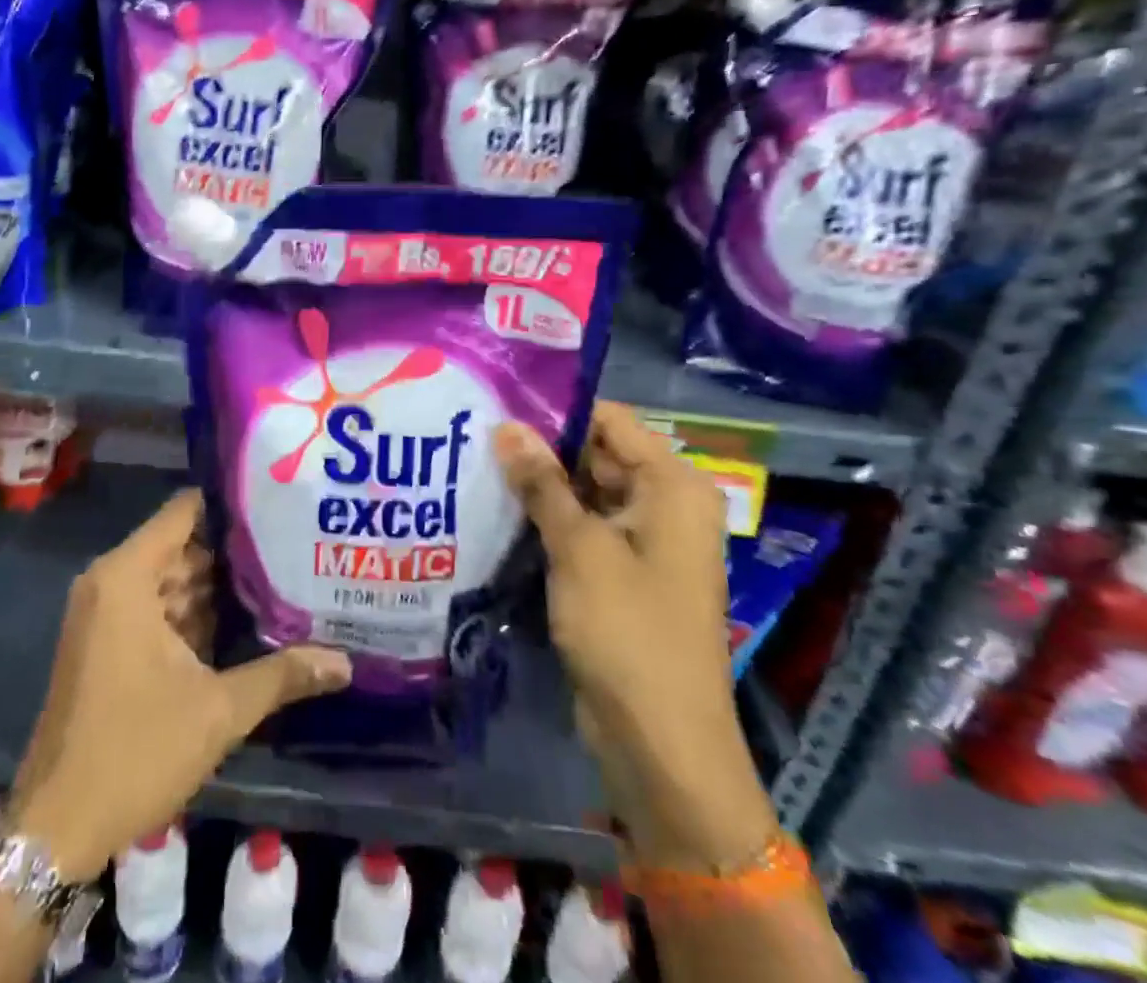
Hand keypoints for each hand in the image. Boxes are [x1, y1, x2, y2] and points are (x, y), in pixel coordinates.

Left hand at [8, 489, 350, 881]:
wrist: (55, 829)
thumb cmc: (134, 752)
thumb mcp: (218, 710)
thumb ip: (282, 675)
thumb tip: (344, 661)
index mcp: (127, 576)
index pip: (185, 511)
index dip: (232, 505)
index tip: (280, 503)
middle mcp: (111, 582)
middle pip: (182, 545)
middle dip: (235, 551)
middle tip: (294, 544)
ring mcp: (105, 614)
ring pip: (171, 580)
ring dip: (217, 587)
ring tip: (282, 577)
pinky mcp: (106, 644)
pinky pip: (156, 609)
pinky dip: (193, 614)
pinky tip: (244, 622)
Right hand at [496, 402, 774, 870]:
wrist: (660, 744)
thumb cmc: (628, 631)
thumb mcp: (579, 548)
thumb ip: (542, 482)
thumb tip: (506, 425)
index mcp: (672, 486)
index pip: (610, 420)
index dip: (557, 409)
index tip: (498, 402)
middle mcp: (664, 504)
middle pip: (597, 454)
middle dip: (541, 448)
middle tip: (475, 431)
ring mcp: (643, 542)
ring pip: (585, 492)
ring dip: (539, 485)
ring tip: (474, 461)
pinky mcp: (622, 573)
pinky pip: (584, 528)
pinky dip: (548, 520)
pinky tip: (497, 509)